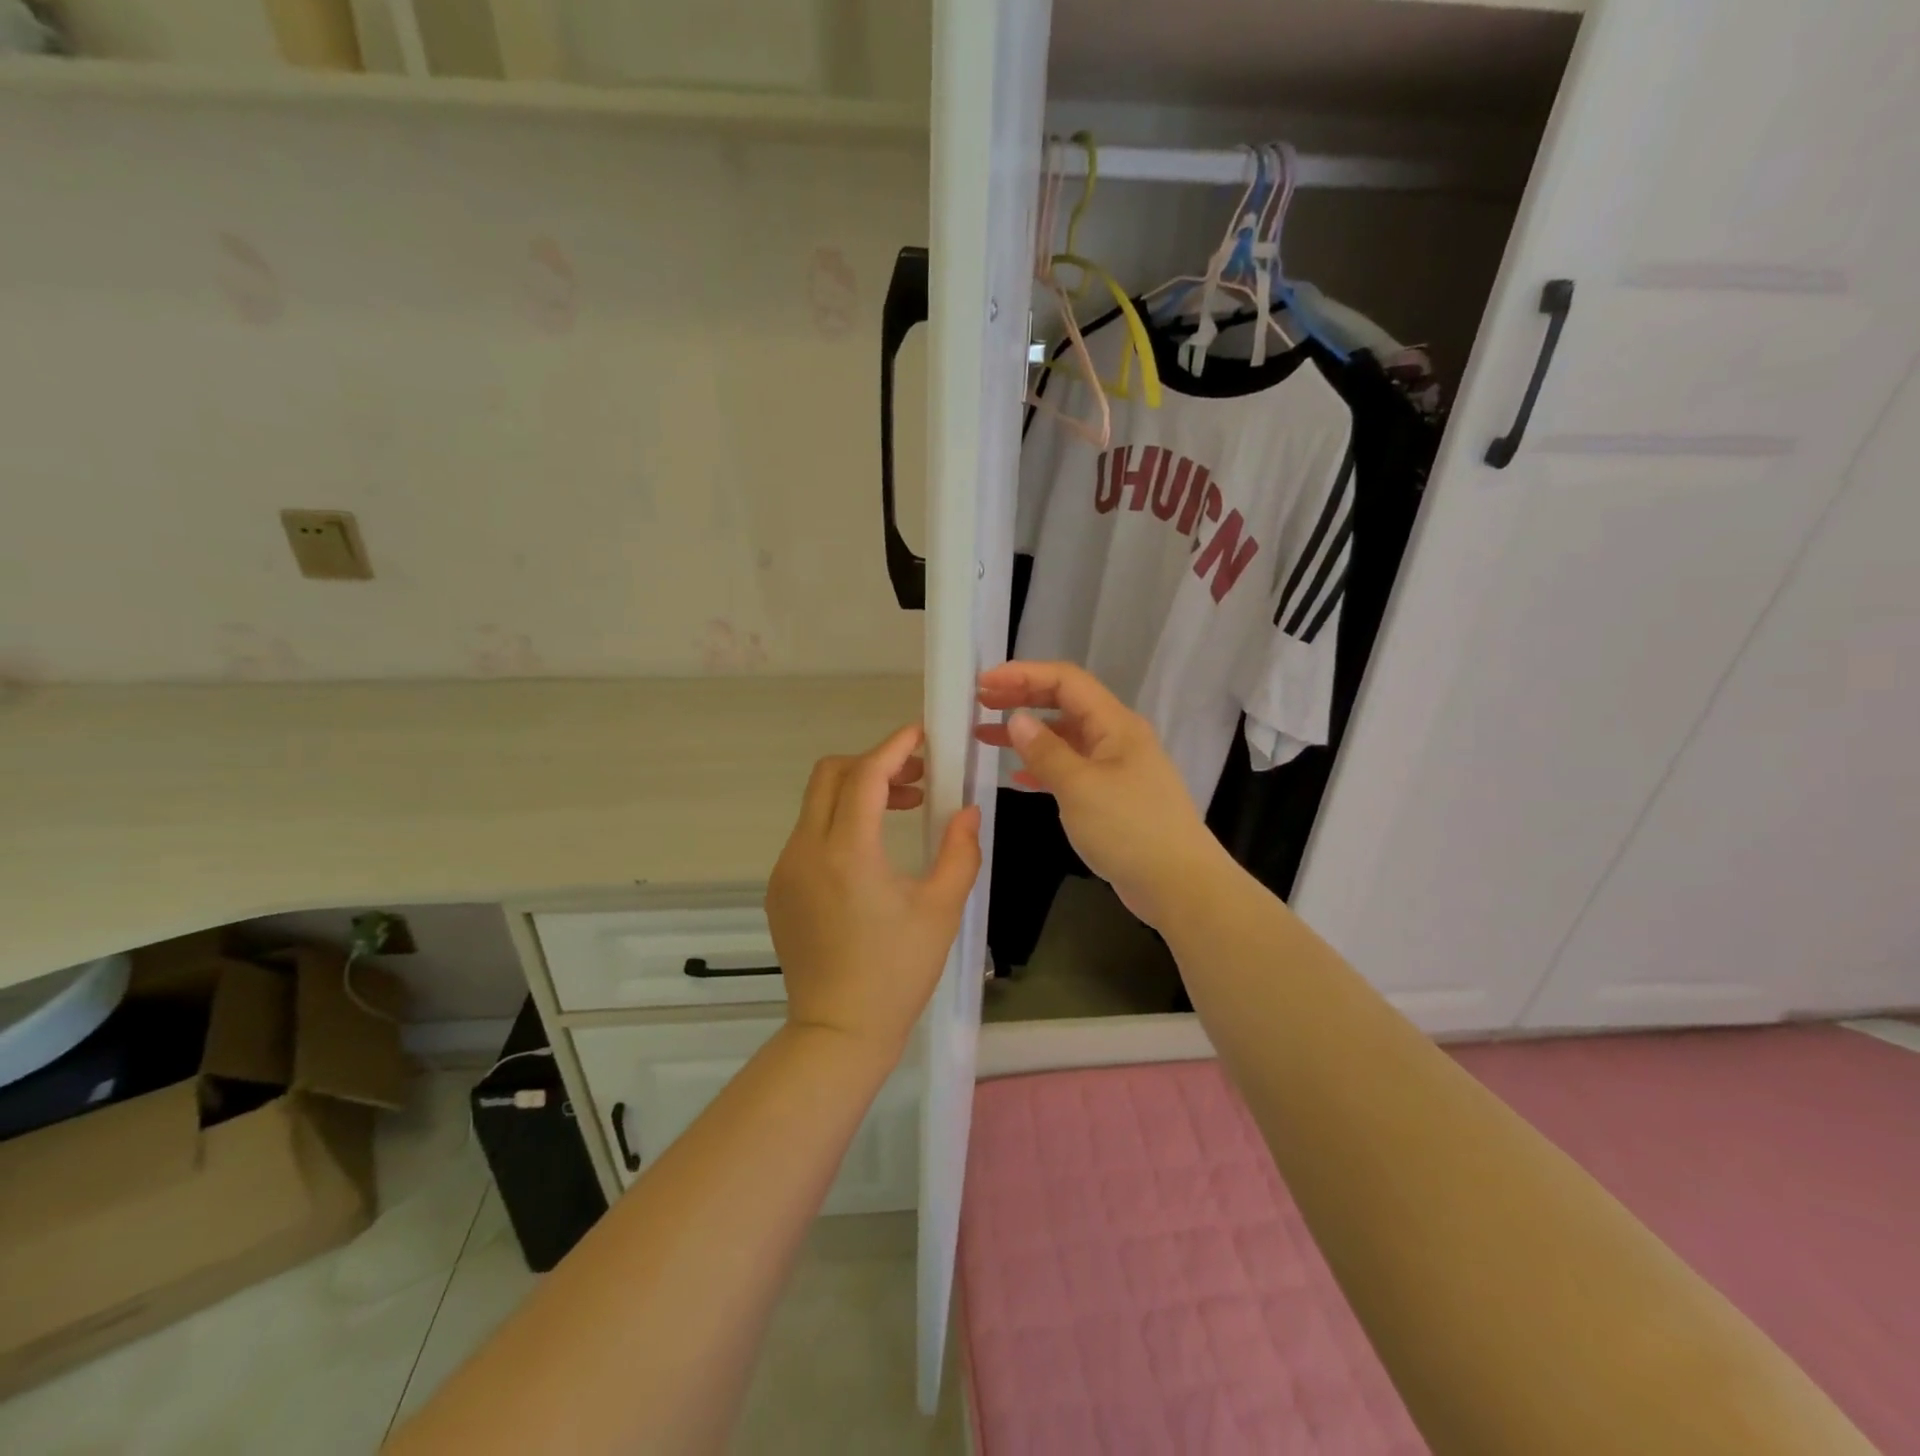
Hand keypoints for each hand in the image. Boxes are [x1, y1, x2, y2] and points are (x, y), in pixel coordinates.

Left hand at [767, 725, 981, 1060]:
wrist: (838, 1032)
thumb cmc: (897, 972)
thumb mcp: (941, 909)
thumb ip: (959, 851)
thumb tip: (967, 811)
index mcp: (847, 853)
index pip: (865, 776)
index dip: (893, 747)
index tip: (920, 734)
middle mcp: (806, 851)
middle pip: (830, 775)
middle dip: (873, 762)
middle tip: (915, 777)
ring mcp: (786, 869)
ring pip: (817, 804)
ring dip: (857, 792)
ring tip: (902, 810)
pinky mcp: (779, 889)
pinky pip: (809, 835)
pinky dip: (839, 822)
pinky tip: (871, 853)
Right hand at [976, 662, 1228, 929]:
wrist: (1178, 884)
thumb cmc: (1129, 829)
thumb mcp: (1079, 787)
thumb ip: (1045, 751)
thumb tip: (1017, 719)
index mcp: (1115, 724)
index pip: (1065, 680)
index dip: (1023, 674)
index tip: (984, 682)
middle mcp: (1116, 737)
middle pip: (1065, 703)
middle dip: (1022, 698)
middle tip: (981, 702)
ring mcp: (1116, 767)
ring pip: (1065, 737)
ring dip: (1027, 734)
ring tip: (985, 735)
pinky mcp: (1112, 796)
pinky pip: (1071, 769)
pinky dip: (1043, 767)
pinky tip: (1016, 775)